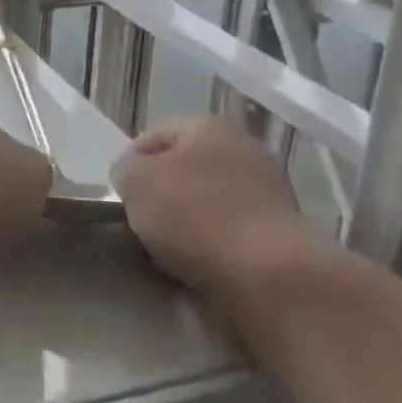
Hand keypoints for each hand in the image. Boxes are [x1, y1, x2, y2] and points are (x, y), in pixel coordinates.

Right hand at [111, 115, 312, 294]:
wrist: (270, 276)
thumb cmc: (195, 215)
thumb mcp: (136, 183)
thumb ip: (126, 171)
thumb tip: (133, 176)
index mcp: (210, 125)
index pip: (154, 136)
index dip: (130, 163)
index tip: (119, 196)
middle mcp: (245, 148)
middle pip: (185, 168)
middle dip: (162, 193)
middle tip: (141, 222)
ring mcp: (270, 191)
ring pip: (209, 201)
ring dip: (187, 221)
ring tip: (168, 250)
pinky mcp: (282, 232)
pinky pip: (231, 231)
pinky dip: (213, 244)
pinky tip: (199, 265)